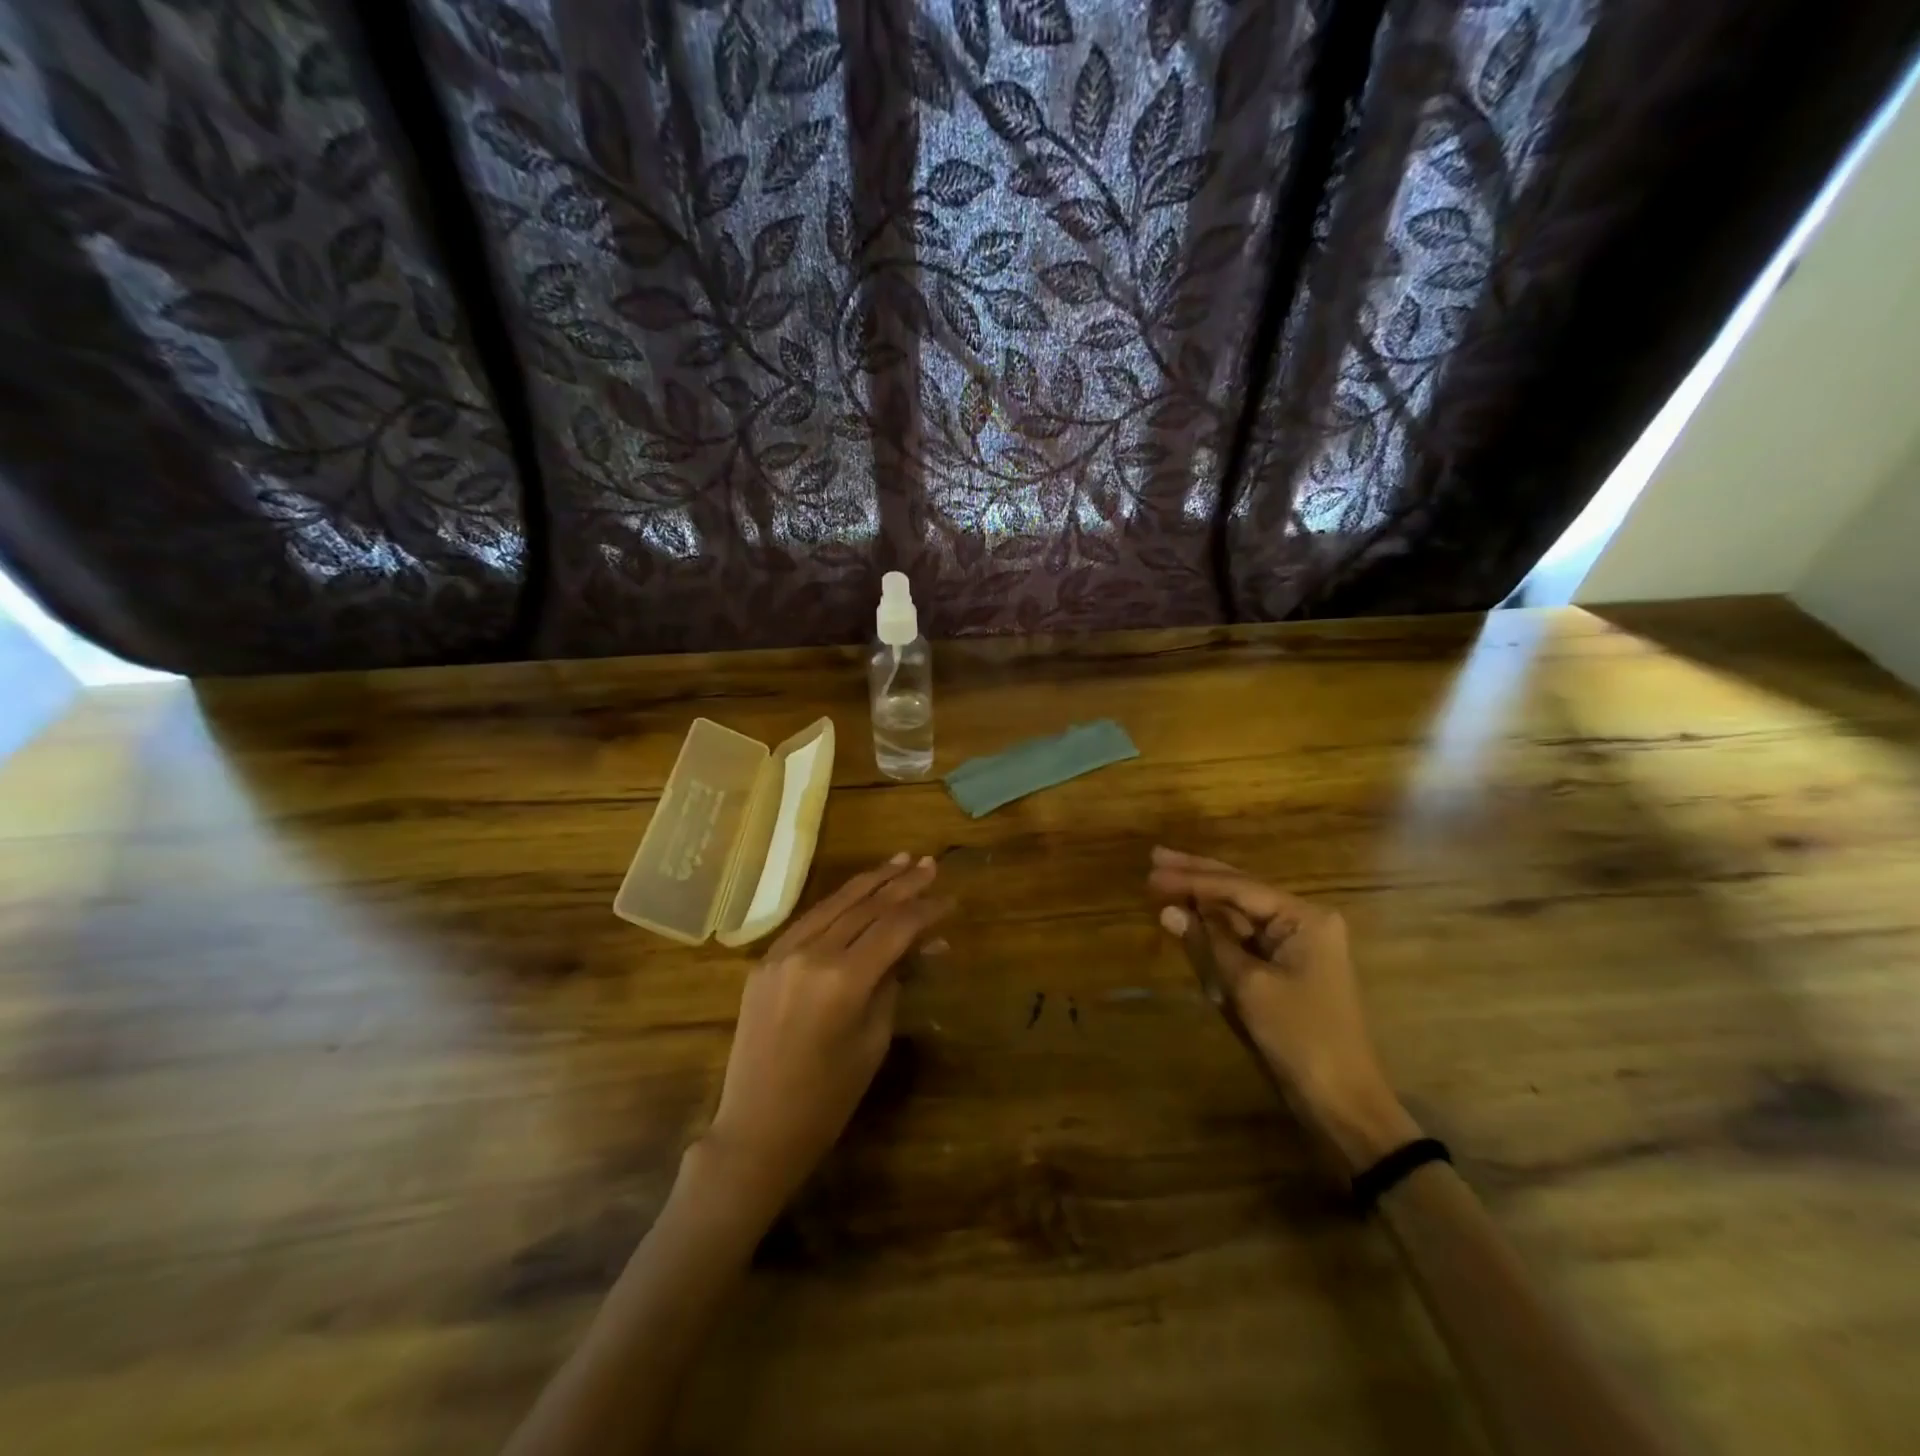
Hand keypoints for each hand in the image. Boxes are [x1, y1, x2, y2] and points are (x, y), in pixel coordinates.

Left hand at [699, 854, 952, 1220]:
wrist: (757, 1128)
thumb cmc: (828, 1098)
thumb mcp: (873, 1040)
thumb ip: (894, 982)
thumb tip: (922, 944)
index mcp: (843, 980)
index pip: (894, 928)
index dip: (926, 911)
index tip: (951, 900)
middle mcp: (810, 954)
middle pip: (866, 906)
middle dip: (902, 884)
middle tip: (931, 864)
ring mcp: (782, 953)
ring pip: (834, 903)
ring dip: (870, 881)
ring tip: (900, 861)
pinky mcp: (765, 960)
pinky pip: (808, 921)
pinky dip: (838, 903)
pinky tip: (858, 891)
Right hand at [1148, 846, 1419, 1171]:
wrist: (1342, 1101)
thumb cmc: (1299, 1037)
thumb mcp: (1248, 986)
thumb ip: (1208, 942)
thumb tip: (1168, 910)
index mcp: (1305, 918)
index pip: (1237, 887)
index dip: (1191, 879)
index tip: (1151, 872)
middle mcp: (1304, 921)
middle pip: (1240, 890)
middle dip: (1197, 876)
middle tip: (1155, 858)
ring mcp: (1297, 945)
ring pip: (1240, 913)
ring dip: (1204, 901)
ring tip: (1165, 880)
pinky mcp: (1287, 968)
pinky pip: (1246, 939)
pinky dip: (1217, 930)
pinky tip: (1191, 917)